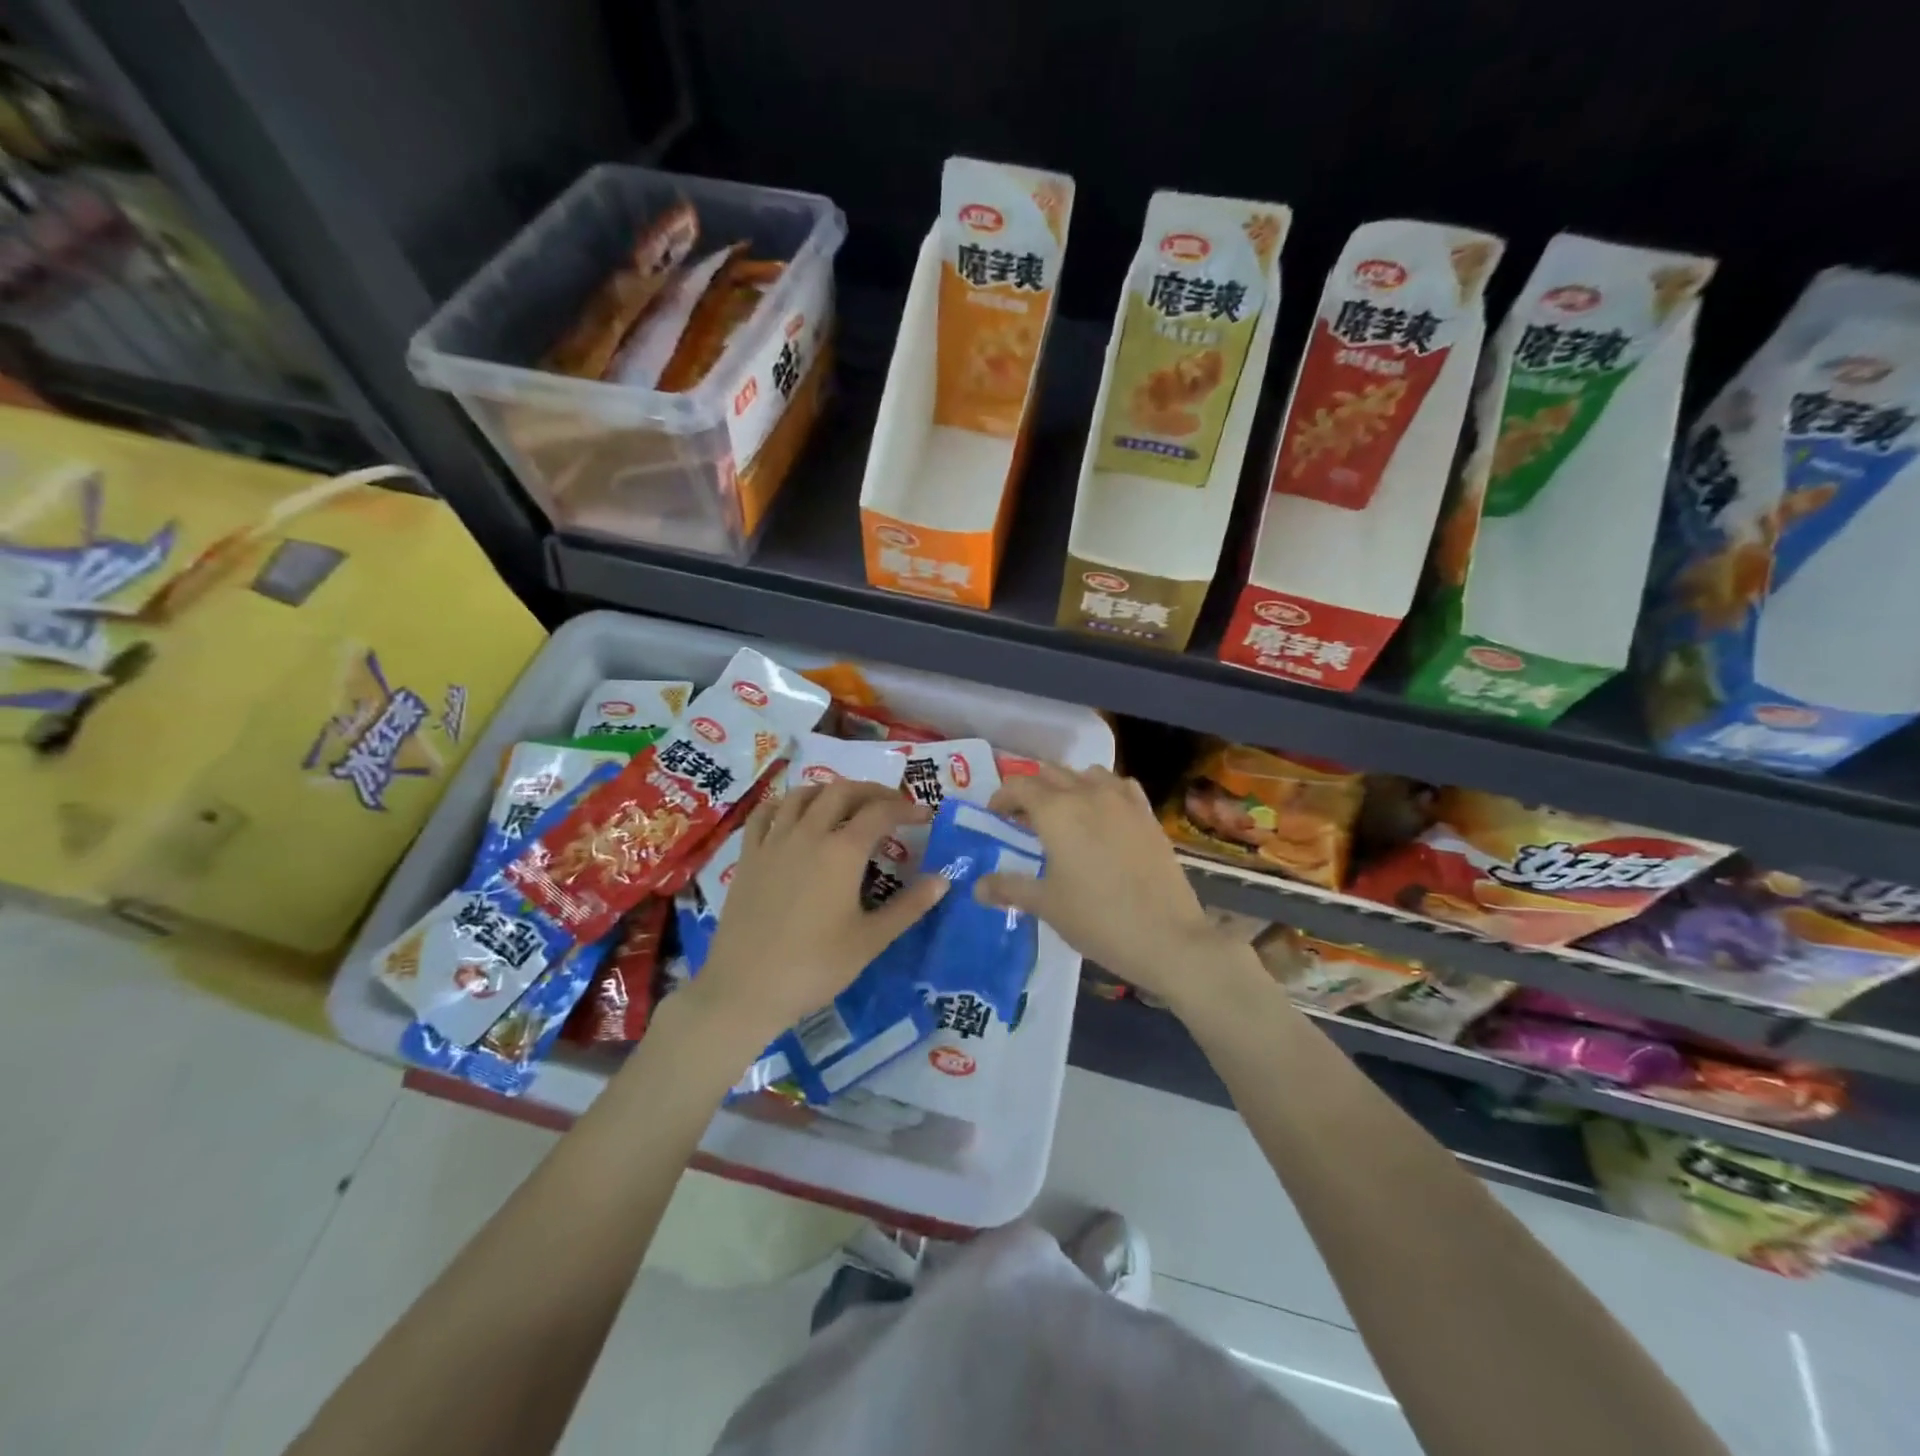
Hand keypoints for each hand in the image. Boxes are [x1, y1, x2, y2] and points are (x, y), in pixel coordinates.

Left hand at [684, 779, 947, 1046]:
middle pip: (842, 792)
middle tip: (891, 806)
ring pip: (803, 795)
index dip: (906, 809)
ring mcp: (773, 842)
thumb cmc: (815, 967)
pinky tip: (792, 813)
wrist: (745, 989)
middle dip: (871, 792)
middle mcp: (808, 834)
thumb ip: (909, 906)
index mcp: (842, 851)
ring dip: (830, 792)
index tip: (925, 815)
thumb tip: (943, 879)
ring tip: (846, 805)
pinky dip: (784, 804)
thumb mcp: (870, 940)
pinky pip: (764, 814)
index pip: (880, 812)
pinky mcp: (748, 856)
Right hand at [980, 764, 1237, 1010]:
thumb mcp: (1046, 904)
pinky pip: (1119, 786)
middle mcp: (1088, 793)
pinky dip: (1102, 791)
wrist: (1168, 936)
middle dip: (1031, 789)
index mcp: (1057, 811)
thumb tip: (976, 887)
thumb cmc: (1097, 919)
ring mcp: (1123, 801)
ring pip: (1086, 774)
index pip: (1019, 785)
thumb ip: (1009, 888)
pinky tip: (1102, 815)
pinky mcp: (1147, 814)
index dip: (1002, 797)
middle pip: (1051, 773)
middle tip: (1023, 818)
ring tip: (1063, 814)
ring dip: (1067, 785)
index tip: (995, 816)